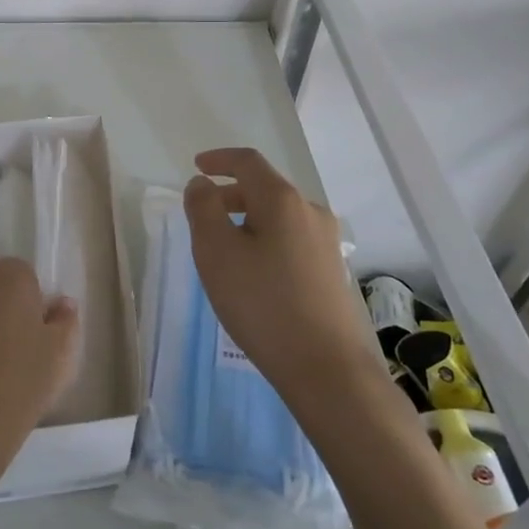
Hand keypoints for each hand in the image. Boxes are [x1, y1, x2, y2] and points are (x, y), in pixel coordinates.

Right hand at [183, 149, 386, 416]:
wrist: (326, 369)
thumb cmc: (262, 303)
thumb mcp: (216, 252)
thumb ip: (203, 209)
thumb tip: (202, 184)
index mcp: (282, 200)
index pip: (248, 162)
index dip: (219, 159)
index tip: (197, 166)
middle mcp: (310, 212)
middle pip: (265, 188)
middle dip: (230, 193)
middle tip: (202, 213)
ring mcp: (326, 242)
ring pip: (279, 216)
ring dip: (247, 219)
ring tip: (224, 247)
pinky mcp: (331, 271)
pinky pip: (291, 239)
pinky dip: (265, 239)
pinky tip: (253, 272)